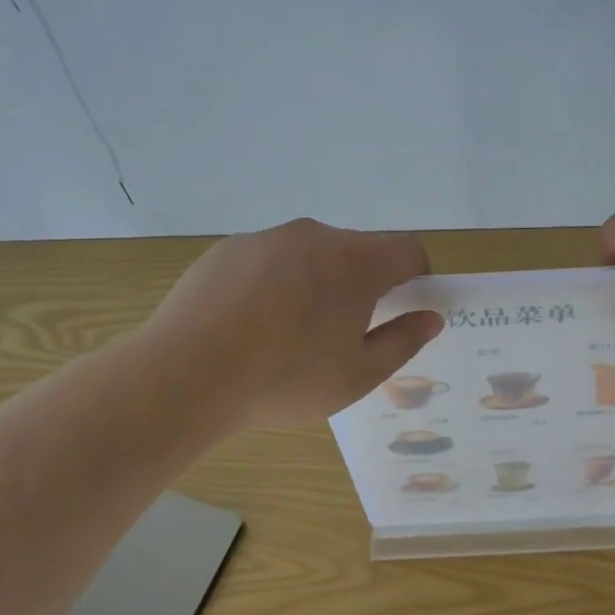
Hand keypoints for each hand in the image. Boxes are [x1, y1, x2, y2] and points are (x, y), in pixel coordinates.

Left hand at [144, 218, 442, 430]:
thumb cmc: (284, 378)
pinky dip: (275, 283)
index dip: (418, 276)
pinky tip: (249, 326)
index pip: (409, 248)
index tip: (405, 308)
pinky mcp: (227, 248)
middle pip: (358, 250)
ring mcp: (267, 238)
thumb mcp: (357, 375)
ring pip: (311, 254)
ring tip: (288, 335)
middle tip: (343, 334)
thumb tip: (430, 317)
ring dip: (317, 283)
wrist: (184, 374)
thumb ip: (403, 341)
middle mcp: (315, 236)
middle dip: (364, 284)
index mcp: (355, 262)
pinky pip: (269, 260)